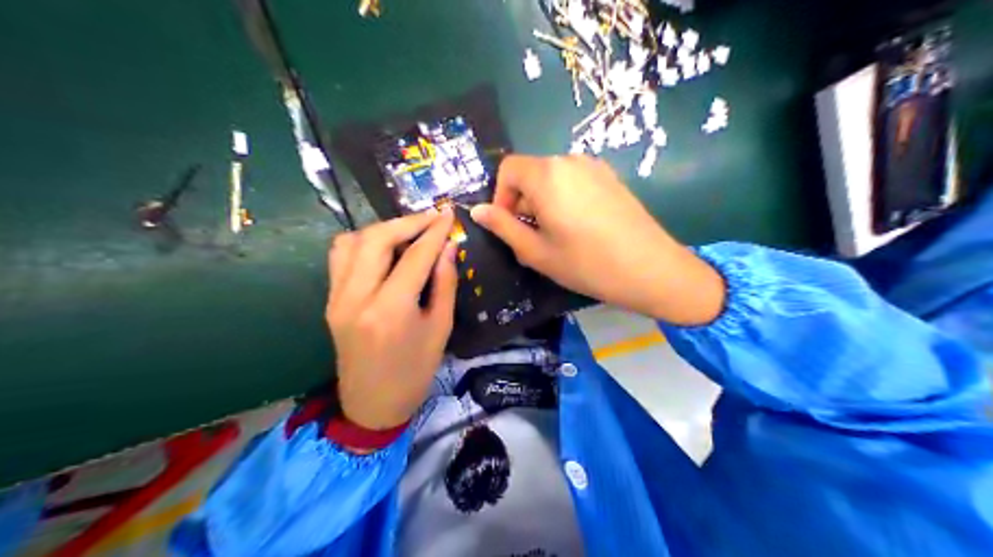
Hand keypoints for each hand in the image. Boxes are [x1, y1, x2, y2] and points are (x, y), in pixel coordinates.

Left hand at [330, 210, 460, 431]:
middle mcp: (357, 297)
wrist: (371, 405)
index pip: (414, 256)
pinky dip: (362, 243)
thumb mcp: (440, 330)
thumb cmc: (414, 373)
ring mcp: (337, 297)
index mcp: (390, 310)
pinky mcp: (330, 300)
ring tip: (406, 233)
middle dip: (406, 222)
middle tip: (430, 219)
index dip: (434, 231)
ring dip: (382, 230)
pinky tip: (382, 249)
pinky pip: (340, 257)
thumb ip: (444, 284)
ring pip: (352, 241)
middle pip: (376, 239)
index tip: (448, 213)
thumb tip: (448, 247)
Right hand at [470, 155, 726, 323]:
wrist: (650, 268)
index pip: (508, 168)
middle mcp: (569, 160)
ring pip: (553, 177)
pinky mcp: (611, 177)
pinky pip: (576, 181)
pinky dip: (565, 198)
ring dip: (544, 201)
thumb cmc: (586, 263)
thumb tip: (477, 211)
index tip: (509, 226)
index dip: (500, 196)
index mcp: (547, 174)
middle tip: (532, 237)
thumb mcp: (536, 251)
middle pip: (531, 172)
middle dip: (522, 201)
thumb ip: (503, 227)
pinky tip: (580, 228)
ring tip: (556, 236)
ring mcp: (595, 167)